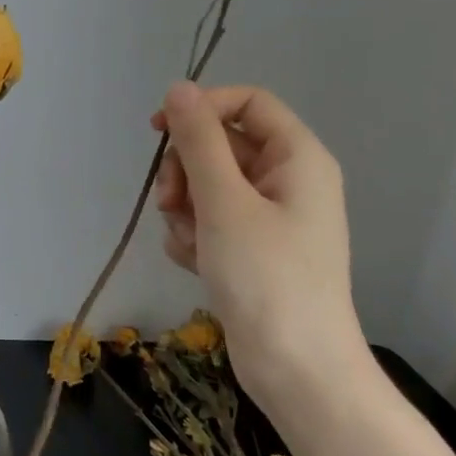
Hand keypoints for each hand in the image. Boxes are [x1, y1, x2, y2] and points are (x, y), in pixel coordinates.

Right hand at [152, 82, 362, 392]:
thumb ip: (198, 141)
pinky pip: (208, 221)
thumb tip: (178, 88)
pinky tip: (194, 262)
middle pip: (220, 146)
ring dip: (184, 208)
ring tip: (191, 243)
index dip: (202, 108)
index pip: (247, 103)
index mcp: (297, 158)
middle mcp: (286, 180)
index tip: (158, 131)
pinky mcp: (249, 249)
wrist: (295, 367)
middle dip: (186, 171)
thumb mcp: (225, 202)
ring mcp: (267, 217)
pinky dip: (193, 236)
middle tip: (171, 201)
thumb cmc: (266, 277)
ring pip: (206, 186)